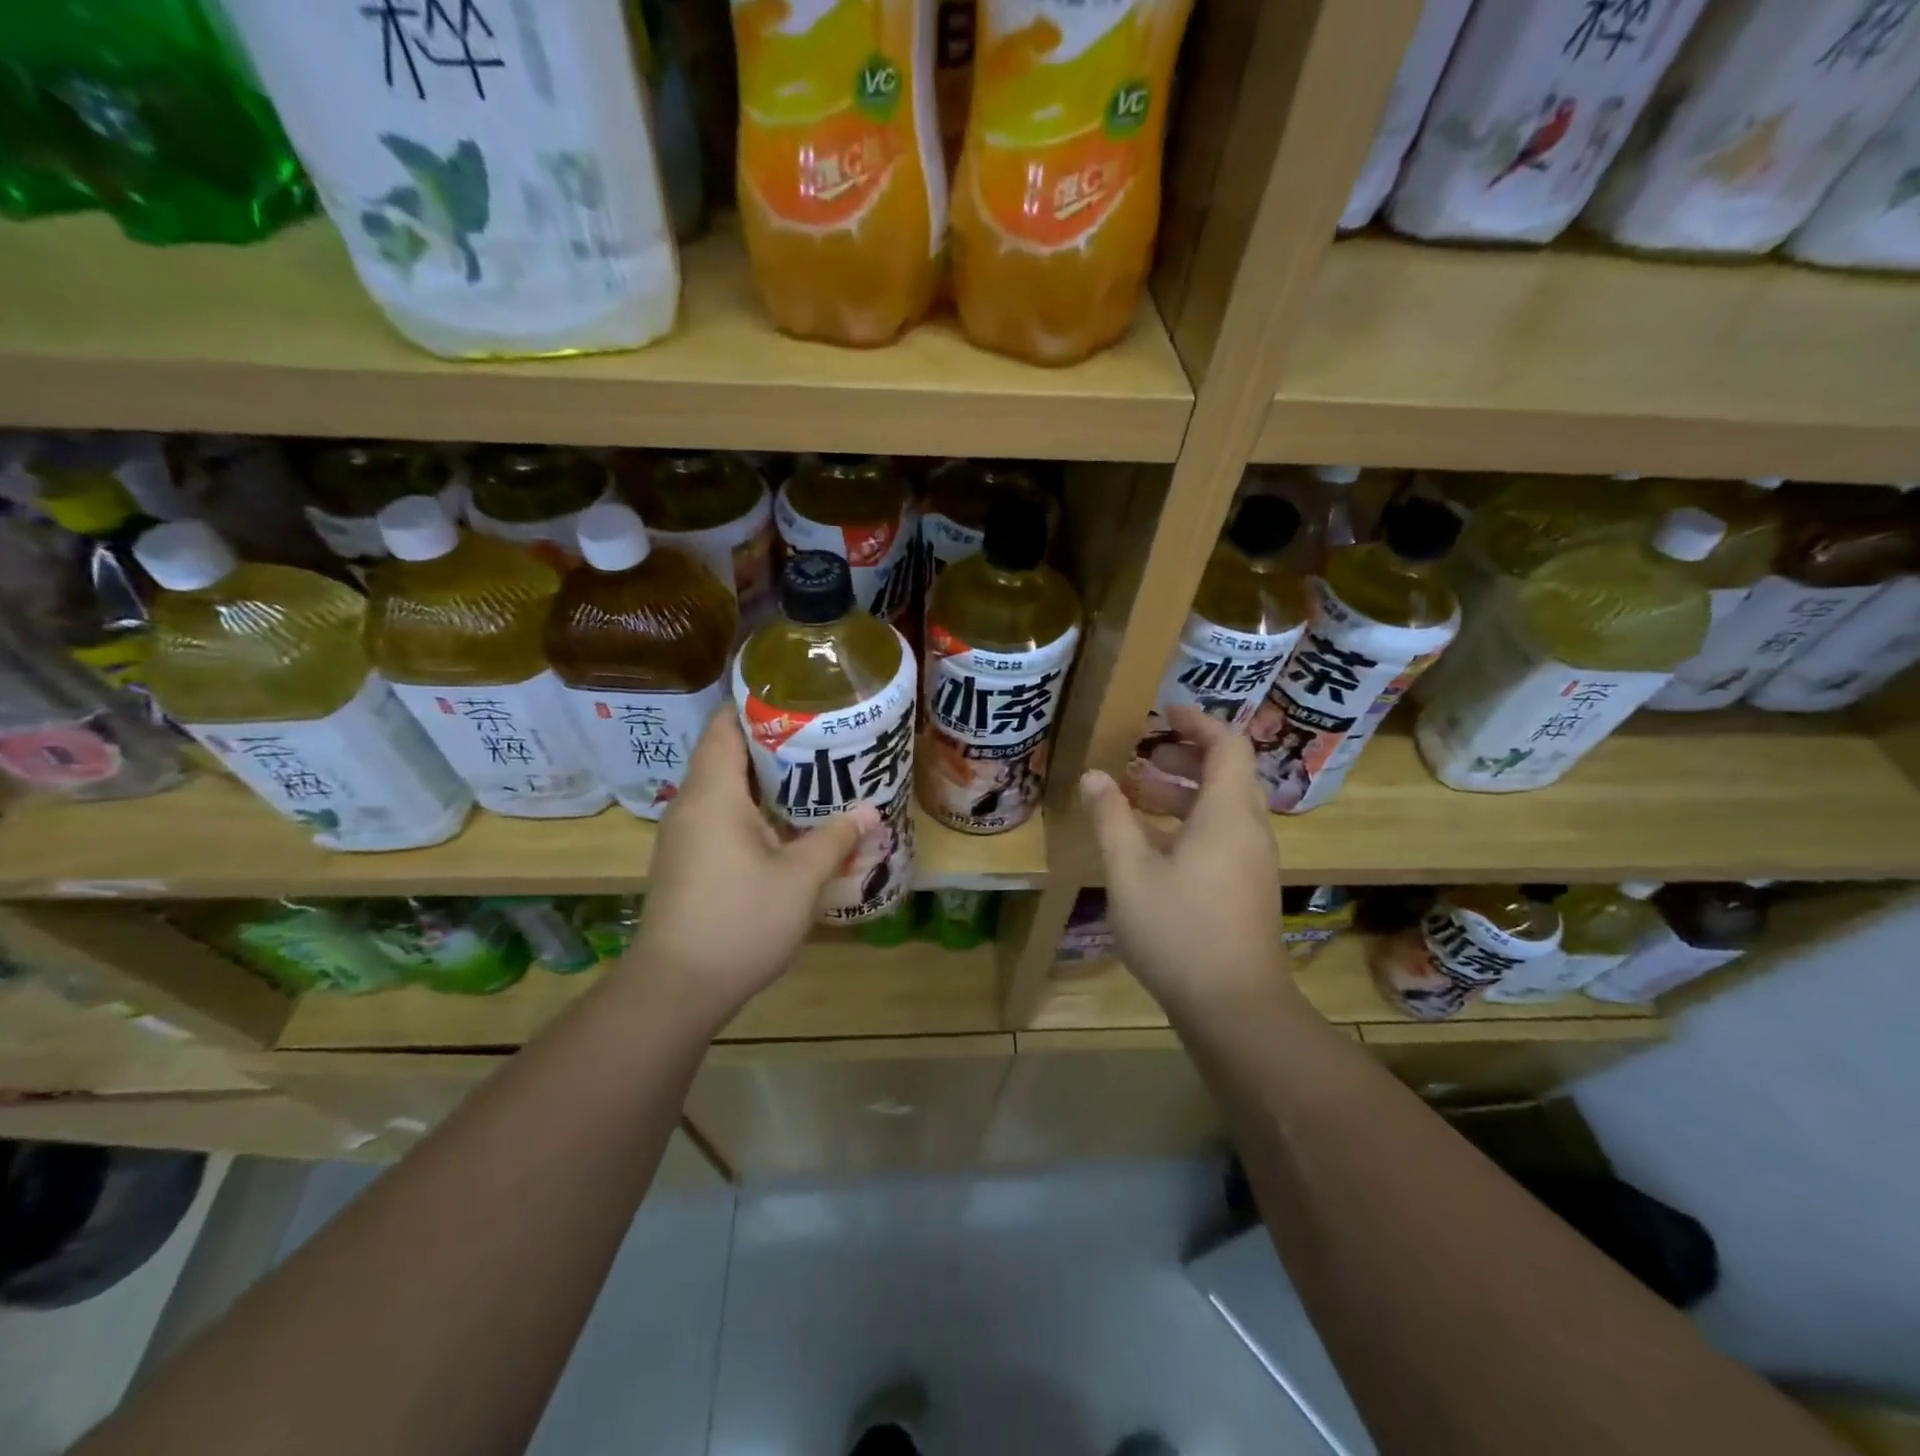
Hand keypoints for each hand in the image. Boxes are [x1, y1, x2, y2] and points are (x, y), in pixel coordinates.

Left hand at [623, 710, 876, 1025]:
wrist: (676, 988)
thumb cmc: (739, 920)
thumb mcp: (799, 878)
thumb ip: (835, 838)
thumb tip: (869, 811)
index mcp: (712, 793)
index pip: (726, 725)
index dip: (758, 703)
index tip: (800, 697)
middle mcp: (691, 804)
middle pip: (727, 753)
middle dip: (774, 742)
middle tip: (823, 737)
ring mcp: (685, 835)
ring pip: (725, 788)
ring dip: (766, 780)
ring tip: (814, 775)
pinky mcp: (686, 861)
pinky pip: (721, 817)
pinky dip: (754, 809)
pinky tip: (788, 824)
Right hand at [1080, 706, 1296, 1019]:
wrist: (1235, 1006)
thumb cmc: (1179, 930)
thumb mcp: (1130, 871)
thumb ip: (1110, 818)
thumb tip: (1094, 776)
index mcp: (1227, 814)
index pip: (1227, 745)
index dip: (1198, 722)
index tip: (1164, 711)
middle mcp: (1248, 829)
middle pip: (1228, 773)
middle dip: (1185, 756)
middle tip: (1141, 754)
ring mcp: (1252, 861)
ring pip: (1224, 806)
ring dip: (1184, 790)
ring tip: (1137, 791)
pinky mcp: (1247, 886)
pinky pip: (1223, 833)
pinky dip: (1191, 820)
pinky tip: (1153, 842)